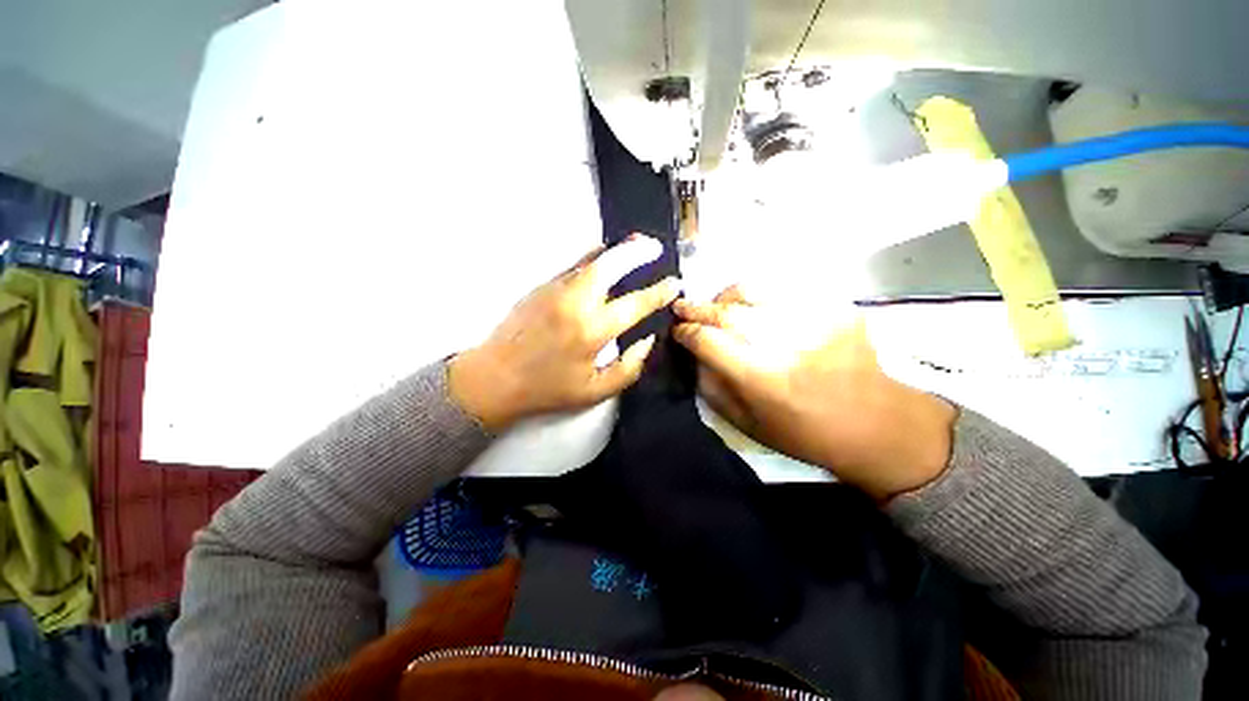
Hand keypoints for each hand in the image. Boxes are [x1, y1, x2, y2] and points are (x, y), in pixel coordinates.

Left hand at [449, 236, 678, 431]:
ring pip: (590, 260)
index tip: (673, 284)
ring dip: (615, 251)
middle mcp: (576, 303)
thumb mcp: (595, 391)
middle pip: (611, 265)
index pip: (634, 304)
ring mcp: (555, 290)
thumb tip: (647, 340)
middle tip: (654, 246)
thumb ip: (629, 367)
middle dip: (637, 252)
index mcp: (592, 332)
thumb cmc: (548, 389)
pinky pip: (574, 267)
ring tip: (634, 245)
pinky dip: (593, 259)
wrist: (495, 378)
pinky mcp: (541, 287)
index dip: (658, 293)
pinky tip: (602, 259)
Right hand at [673, 286, 955, 499]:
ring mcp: (813, 318)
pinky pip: (783, 290)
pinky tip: (755, 308)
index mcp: (762, 377)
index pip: (709, 341)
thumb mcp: (748, 425)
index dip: (686, 333)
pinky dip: (760, 296)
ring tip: (717, 305)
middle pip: (727, 311)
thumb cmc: (806, 434)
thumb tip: (695, 357)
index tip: (676, 330)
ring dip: (725, 296)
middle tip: (682, 306)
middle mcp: (785, 341)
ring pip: (752, 290)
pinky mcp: (835, 307)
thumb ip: (713, 389)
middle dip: (697, 307)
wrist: (878, 423)